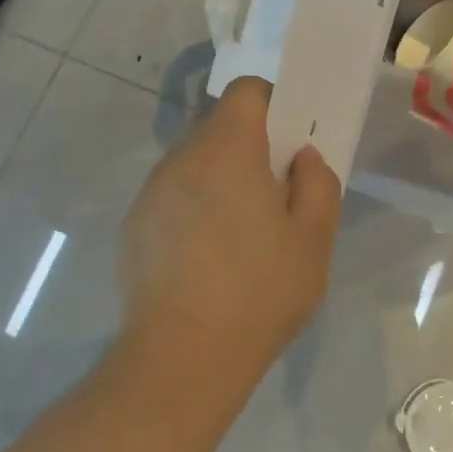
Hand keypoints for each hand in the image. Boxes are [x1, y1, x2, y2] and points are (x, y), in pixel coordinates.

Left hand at [118, 78, 341, 374]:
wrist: (182, 359)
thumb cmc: (259, 293)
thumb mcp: (314, 240)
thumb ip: (318, 183)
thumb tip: (301, 158)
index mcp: (227, 151)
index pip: (247, 92)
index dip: (274, 105)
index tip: (291, 143)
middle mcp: (181, 159)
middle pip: (220, 130)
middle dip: (251, 150)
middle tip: (277, 198)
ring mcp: (151, 193)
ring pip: (195, 165)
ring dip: (221, 182)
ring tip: (241, 236)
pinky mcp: (134, 227)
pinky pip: (173, 198)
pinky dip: (194, 211)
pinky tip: (207, 260)